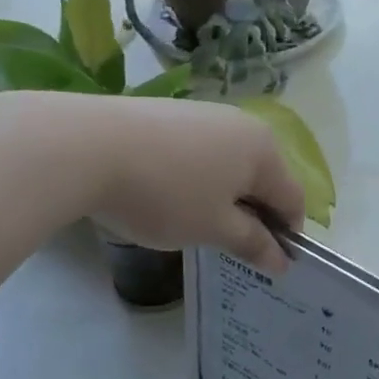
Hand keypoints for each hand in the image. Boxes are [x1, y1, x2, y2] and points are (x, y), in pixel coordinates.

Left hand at [87, 97, 302, 274]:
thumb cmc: (165, 194)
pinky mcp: (170, 114)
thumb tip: (282, 260)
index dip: (287, 236)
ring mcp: (204, 114)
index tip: (269, 265)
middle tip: (231, 247)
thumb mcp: (213, 228)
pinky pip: (201, 153)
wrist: (84, 146)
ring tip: (197, 223)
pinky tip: (170, 196)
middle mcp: (242, 124)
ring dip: (225, 197)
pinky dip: (199, 179)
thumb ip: (252, 243)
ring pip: (231, 164)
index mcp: (264, 151)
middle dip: (256, 215)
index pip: (293, 199)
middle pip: (264, 178)